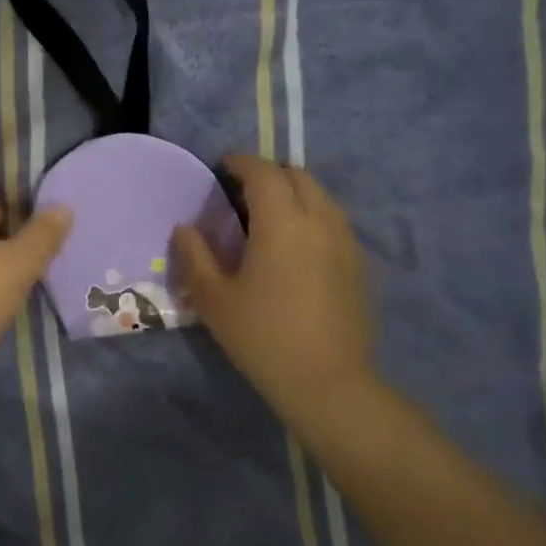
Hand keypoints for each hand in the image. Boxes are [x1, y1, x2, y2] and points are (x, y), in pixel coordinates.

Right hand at [172, 155, 380, 431]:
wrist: (327, 382)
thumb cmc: (262, 337)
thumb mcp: (214, 299)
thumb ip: (195, 256)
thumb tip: (185, 228)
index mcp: (282, 222)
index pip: (263, 172)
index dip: (241, 163)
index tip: (223, 168)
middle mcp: (320, 220)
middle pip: (298, 175)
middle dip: (269, 173)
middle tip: (242, 191)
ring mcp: (346, 241)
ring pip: (321, 196)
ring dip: (293, 193)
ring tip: (268, 217)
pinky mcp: (359, 263)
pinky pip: (333, 221)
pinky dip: (311, 216)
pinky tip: (295, 246)